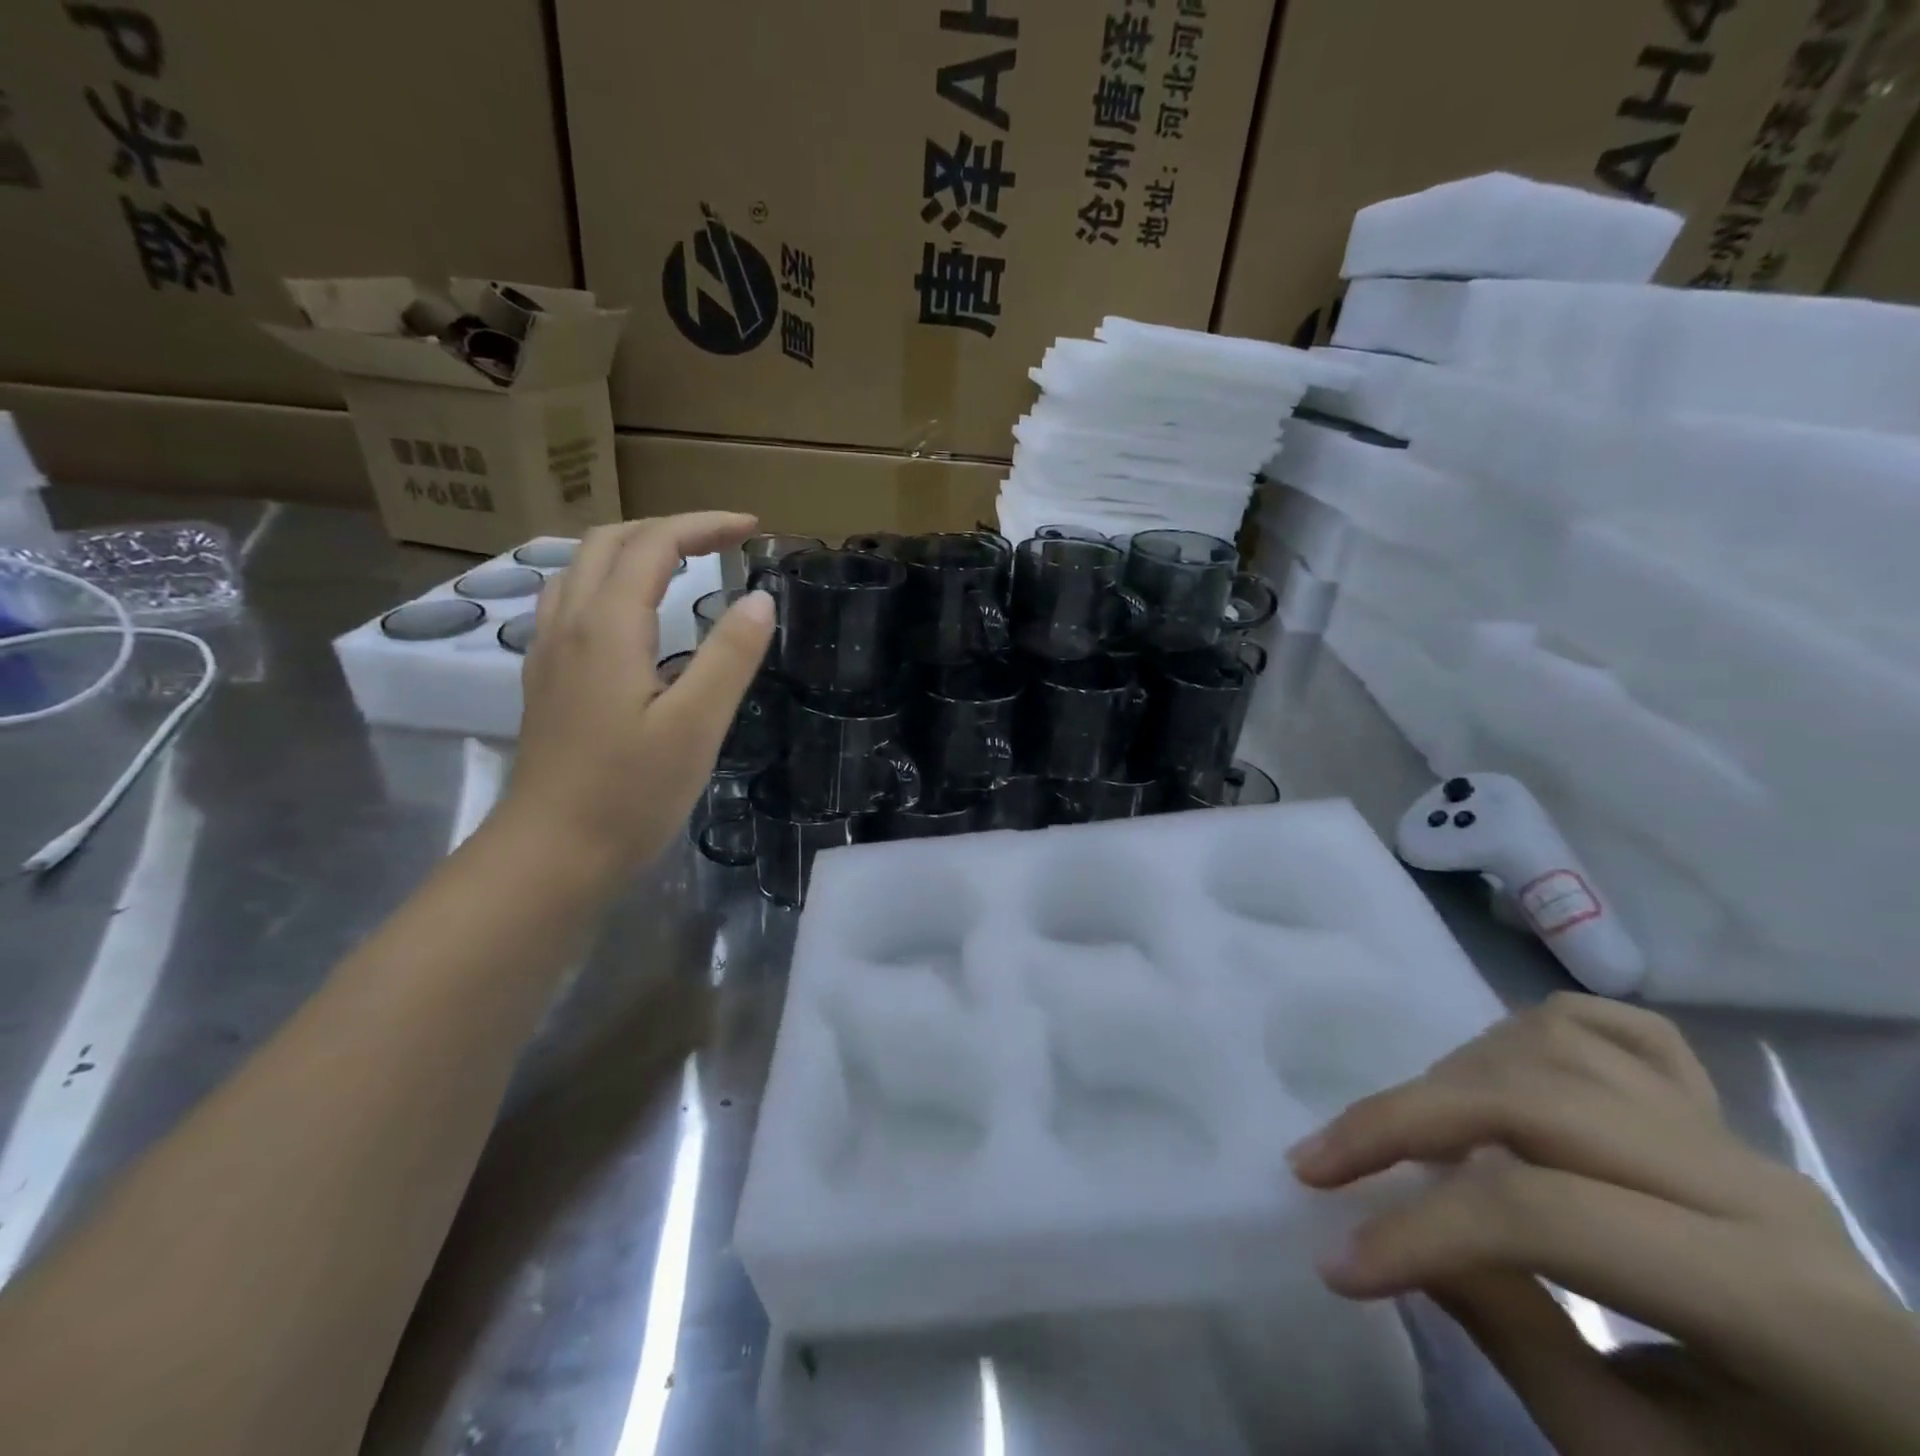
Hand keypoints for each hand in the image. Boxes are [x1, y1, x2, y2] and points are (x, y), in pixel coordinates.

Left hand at [496, 514, 774, 875]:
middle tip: (721, 541)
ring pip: (581, 568)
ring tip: (680, 565)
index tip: (752, 528)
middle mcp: (569, 625)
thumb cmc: (630, 792)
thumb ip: (730, 655)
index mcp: (607, 627)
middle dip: (668, 527)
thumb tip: (760, 598)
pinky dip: (608, 582)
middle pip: (608, 542)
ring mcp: (549, 652)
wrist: (550, 854)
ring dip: (632, 549)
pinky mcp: (546, 680)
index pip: (653, 543)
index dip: (704, 525)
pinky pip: (570, 602)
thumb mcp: (697, 725)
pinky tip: (631, 616)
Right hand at [1290, 993, 1919, 1455]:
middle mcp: (1759, 1189)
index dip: (1421, 1230)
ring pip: (1552, 1045)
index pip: (1546, 1217)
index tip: (1334, 1262)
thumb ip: (1513, 1338)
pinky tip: (1496, 1070)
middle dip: (1402, 1122)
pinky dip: (1530, 1031)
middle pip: (1531, 1100)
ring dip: (1452, 1078)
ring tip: (1407, 1133)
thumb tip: (1395, 1231)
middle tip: (1320, 1161)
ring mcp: (1739, 1136)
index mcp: (1784, 1308)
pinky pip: (1612, 1029)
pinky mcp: (1721, 1113)